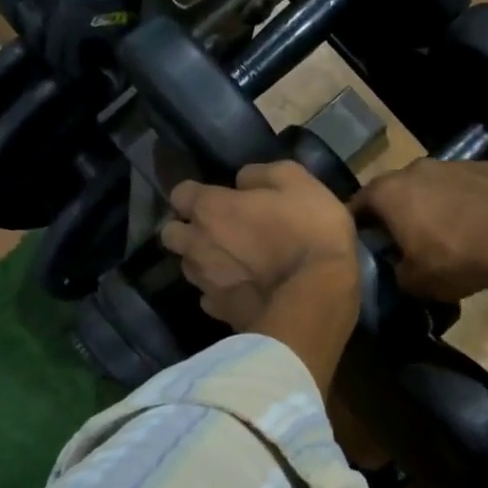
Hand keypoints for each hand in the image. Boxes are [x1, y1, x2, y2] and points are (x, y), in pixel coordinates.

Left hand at [162, 163, 361, 386]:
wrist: (317, 297)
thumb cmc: (309, 232)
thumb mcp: (298, 182)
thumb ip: (262, 175)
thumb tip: (242, 181)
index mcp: (211, 209)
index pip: (179, 194)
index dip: (196, 195)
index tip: (217, 198)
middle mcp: (196, 245)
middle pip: (171, 234)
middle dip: (187, 230)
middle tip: (217, 231)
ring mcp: (205, 283)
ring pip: (189, 267)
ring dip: (203, 261)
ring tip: (232, 264)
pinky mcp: (219, 312)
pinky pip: (209, 297)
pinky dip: (221, 292)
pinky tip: (243, 291)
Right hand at [351, 159, 487, 302]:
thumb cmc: (455, 259)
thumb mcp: (415, 281)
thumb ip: (398, 271)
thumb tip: (402, 267)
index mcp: (390, 192)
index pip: (359, 203)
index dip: (357, 223)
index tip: (360, 240)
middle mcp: (418, 169)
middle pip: (397, 189)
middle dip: (397, 211)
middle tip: (403, 238)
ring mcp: (456, 164)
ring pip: (435, 184)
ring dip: (434, 204)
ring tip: (446, 233)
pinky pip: (468, 187)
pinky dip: (467, 202)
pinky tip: (480, 225)